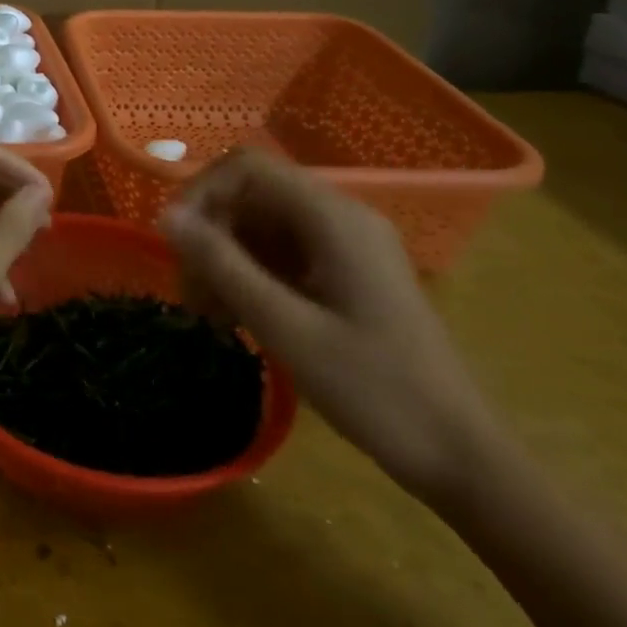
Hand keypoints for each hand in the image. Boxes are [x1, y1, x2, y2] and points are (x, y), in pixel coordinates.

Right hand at [158, 148, 500, 501]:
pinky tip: (235, 317)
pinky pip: (281, 253)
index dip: (200, 193)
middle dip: (209, 233)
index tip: (175, 243)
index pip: (247, 168)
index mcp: (334, 218)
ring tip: (207, 312)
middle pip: (251, 195)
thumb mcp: (286, 327)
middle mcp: (340, 218)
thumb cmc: (375, 390)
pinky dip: (249, 275)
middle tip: (190, 290)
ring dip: (224, 258)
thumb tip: (165, 215)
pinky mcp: (345, 274)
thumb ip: (223, 264)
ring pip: (260, 225)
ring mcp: (345, 246)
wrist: (461, 458)